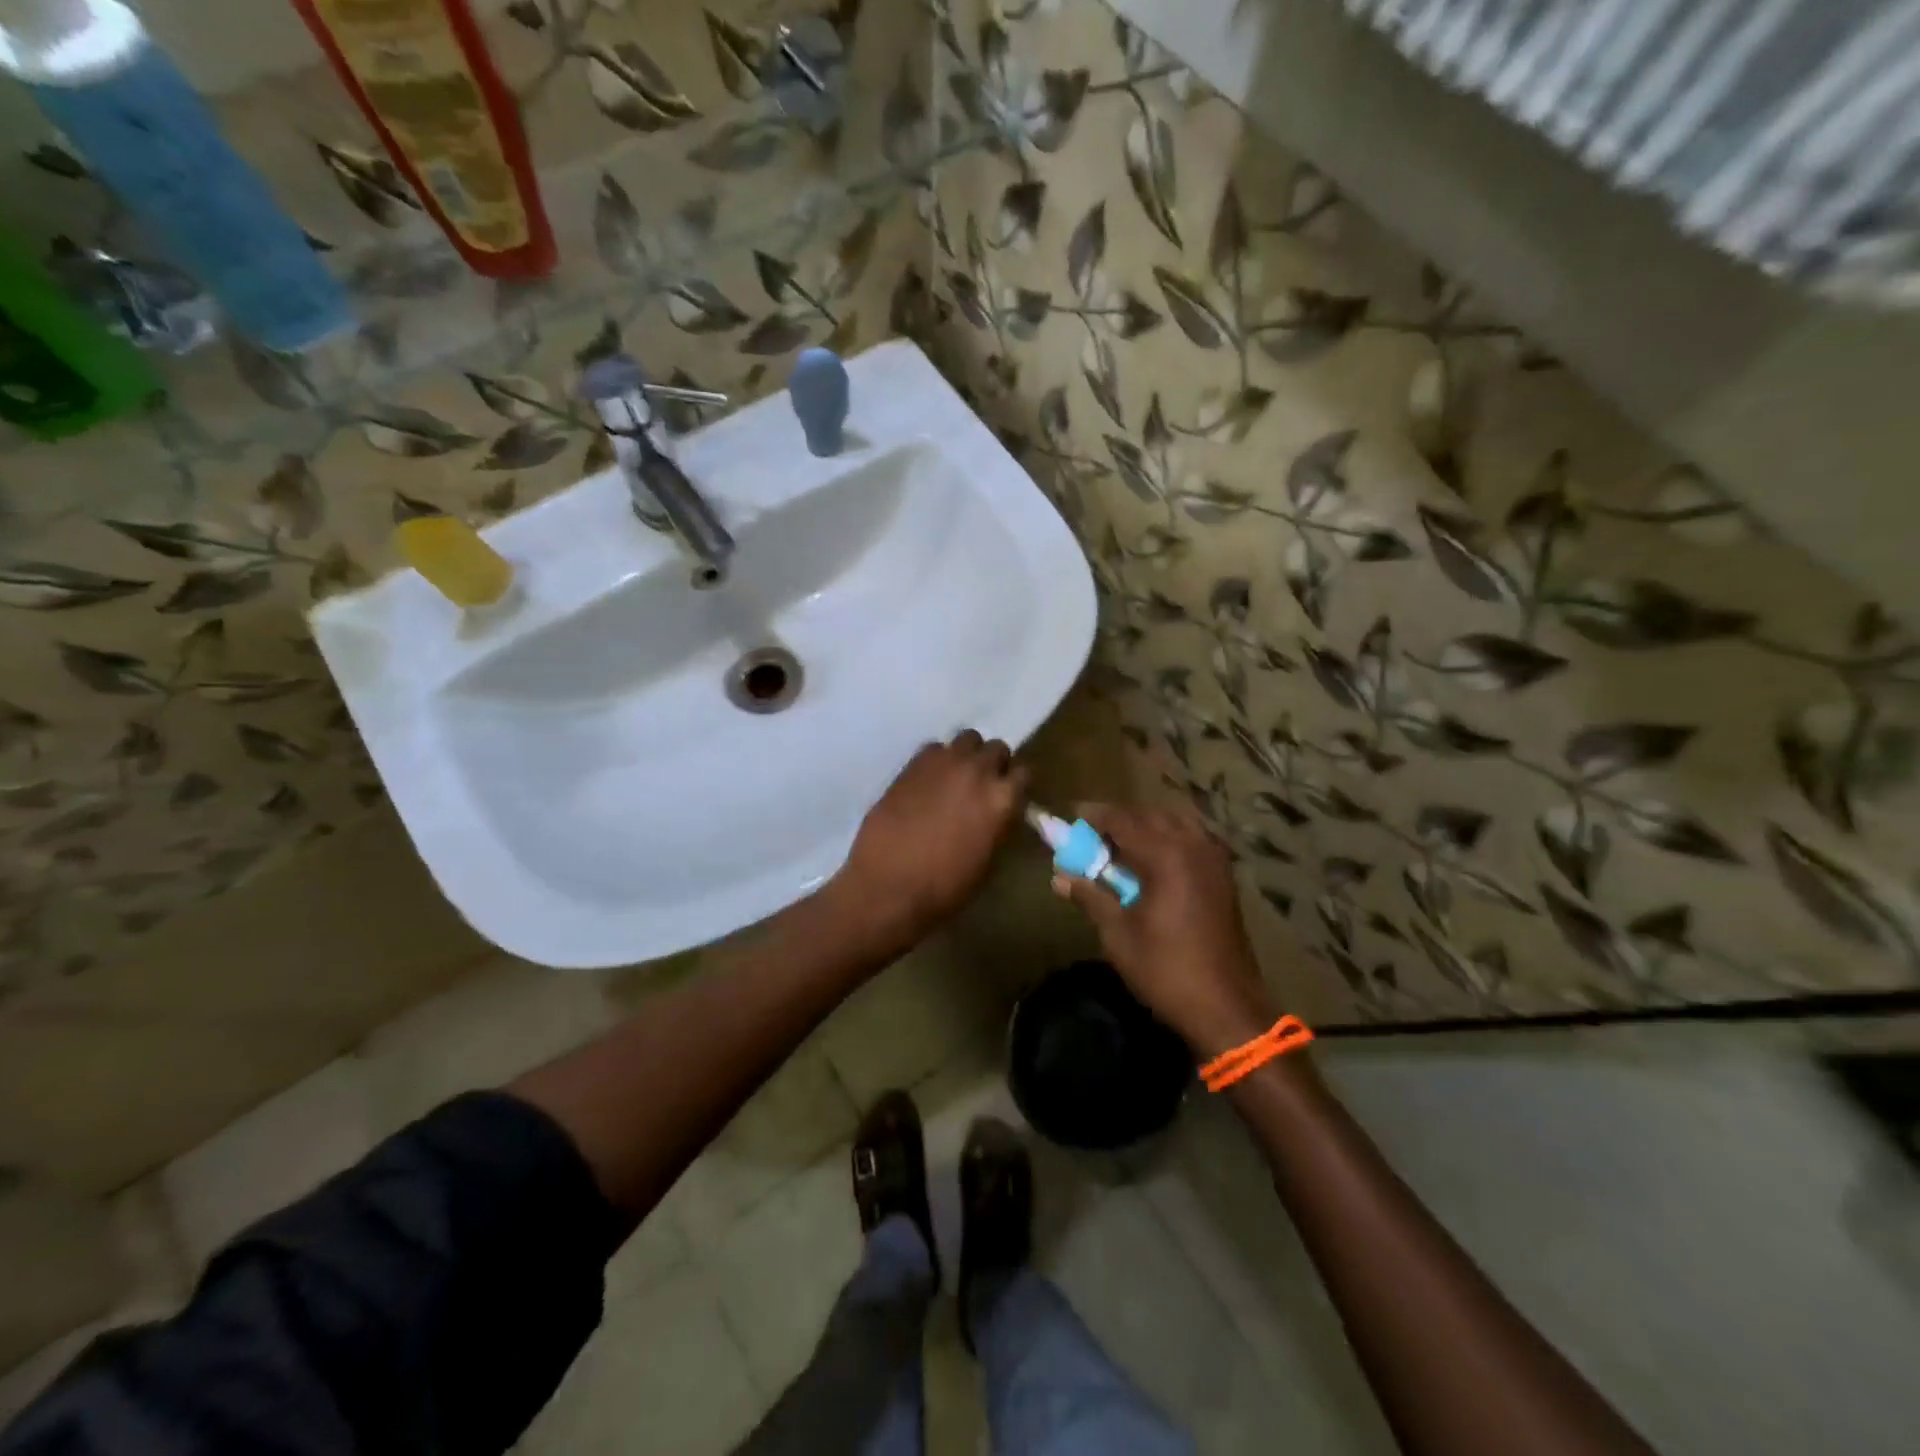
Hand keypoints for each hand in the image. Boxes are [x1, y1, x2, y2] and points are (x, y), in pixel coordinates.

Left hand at [834, 730, 1028, 949]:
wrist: (889, 885)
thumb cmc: (945, 887)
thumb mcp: (988, 861)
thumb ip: (998, 825)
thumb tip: (998, 814)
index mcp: (1002, 799)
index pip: (1024, 772)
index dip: (1015, 784)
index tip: (1009, 795)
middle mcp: (977, 771)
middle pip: (996, 748)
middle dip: (993, 764)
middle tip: (981, 785)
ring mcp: (943, 763)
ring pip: (967, 738)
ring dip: (966, 754)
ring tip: (955, 776)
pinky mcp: (913, 764)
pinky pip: (934, 747)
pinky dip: (937, 759)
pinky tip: (928, 780)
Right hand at [1052, 803, 1275, 1056]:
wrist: (1225, 1006)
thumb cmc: (1165, 969)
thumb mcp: (1118, 934)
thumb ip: (1090, 897)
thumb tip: (1059, 877)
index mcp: (1165, 855)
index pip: (1123, 820)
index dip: (1096, 815)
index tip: (1074, 815)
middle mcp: (1193, 846)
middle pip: (1151, 816)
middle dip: (1121, 819)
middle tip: (1094, 833)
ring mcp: (1214, 860)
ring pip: (1176, 823)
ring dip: (1148, 825)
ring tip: (1124, 843)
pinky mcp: (1225, 876)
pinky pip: (1194, 838)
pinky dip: (1171, 837)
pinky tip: (1157, 858)